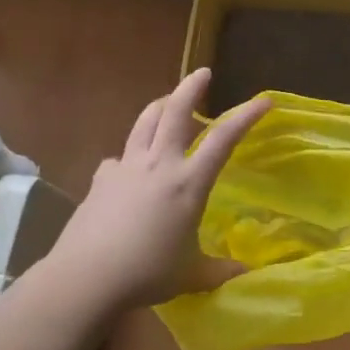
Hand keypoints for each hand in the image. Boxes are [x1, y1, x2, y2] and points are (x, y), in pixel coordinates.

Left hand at [47, 69, 270, 315]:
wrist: (87, 276)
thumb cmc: (146, 273)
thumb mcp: (190, 275)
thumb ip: (218, 271)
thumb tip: (246, 276)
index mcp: (188, 182)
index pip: (223, 139)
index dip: (245, 116)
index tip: (263, 100)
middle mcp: (159, 164)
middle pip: (175, 111)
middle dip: (191, 87)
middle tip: (202, 73)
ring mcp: (127, 166)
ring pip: (145, 122)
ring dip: (159, 106)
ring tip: (167, 102)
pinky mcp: (101, 177)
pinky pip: (119, 156)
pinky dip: (129, 155)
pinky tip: (128, 167)